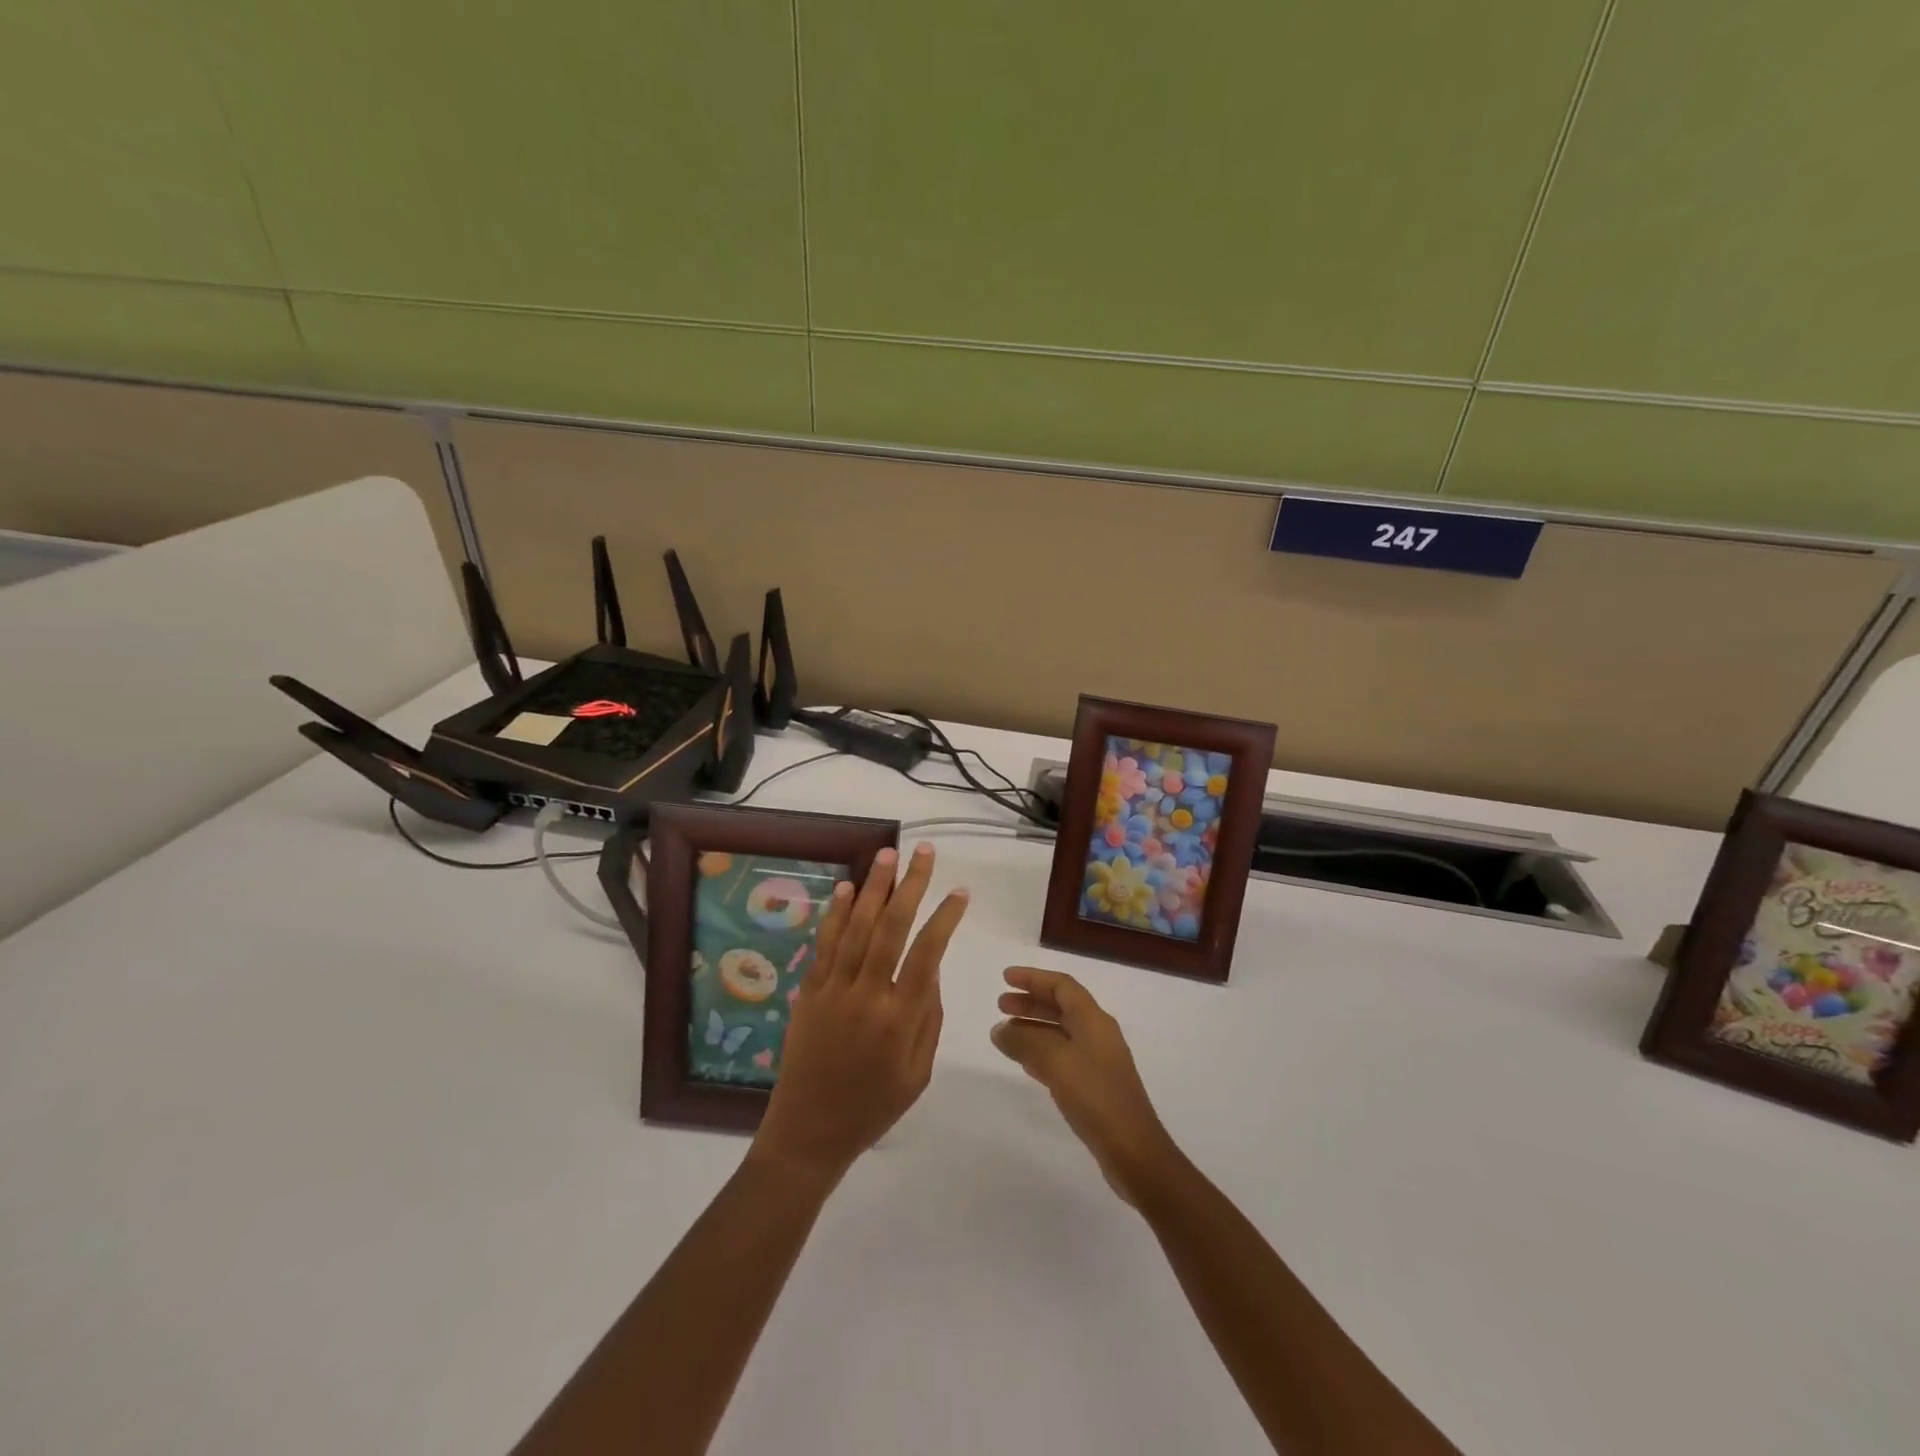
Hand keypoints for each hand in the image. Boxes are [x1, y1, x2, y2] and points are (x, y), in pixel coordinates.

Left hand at [752, 843, 967, 1185]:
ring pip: (857, 927)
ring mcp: (834, 990)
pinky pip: (826, 944)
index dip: (945, 918)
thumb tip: (931, 969)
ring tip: (887, 854)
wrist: (807, 1131)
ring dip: (874, 887)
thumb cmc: (872, 1107)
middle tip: (922, 852)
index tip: (959, 891)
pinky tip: (849, 889)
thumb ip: (929, 1017)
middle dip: (909, 885)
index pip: (927, 953)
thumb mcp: (918, 1072)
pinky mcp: (810, 991)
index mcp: (899, 1019)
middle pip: (892, 928)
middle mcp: (867, 995)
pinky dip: (838, 914)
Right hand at [992, 967, 1181, 1206]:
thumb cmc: (1096, 1097)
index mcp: (1094, 1020)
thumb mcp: (1056, 1063)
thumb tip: (1000, 1030)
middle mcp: (1098, 1034)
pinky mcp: (1095, 1086)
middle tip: (1001, 1005)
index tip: (1006, 978)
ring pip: (1060, 1032)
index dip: (1034, 978)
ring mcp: (1098, 1061)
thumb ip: (1025, 1042)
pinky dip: (1041, 1052)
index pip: (1062, 986)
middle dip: (1031, 1001)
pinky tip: (1025, 1063)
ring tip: (1005, 1033)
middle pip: (1061, 1006)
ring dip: (1033, 1027)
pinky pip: (1063, 1056)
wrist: (1134, 1151)